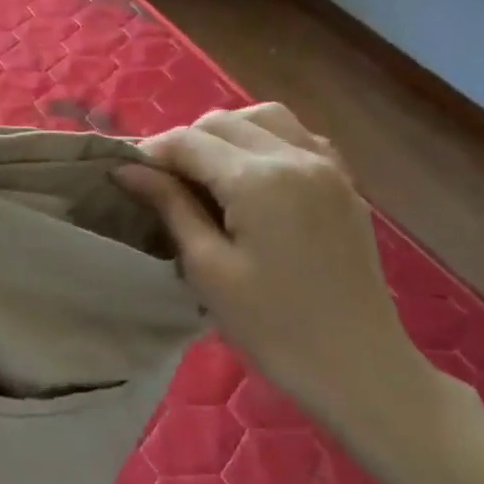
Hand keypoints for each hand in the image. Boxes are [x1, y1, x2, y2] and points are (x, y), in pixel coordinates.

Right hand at [116, 106, 483, 482]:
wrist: (357, 365)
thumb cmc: (271, 325)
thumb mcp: (207, 268)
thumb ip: (170, 207)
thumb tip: (128, 170)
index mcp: (259, 179)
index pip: (190, 141)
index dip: (151, 153)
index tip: (125, 176)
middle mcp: (297, 157)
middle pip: (225, 121)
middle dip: (186, 141)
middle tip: (160, 182)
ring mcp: (328, 167)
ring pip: (265, 118)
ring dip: (226, 134)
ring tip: (204, 173)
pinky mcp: (344, 184)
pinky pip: (299, 138)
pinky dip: (266, 141)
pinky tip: (251, 175)